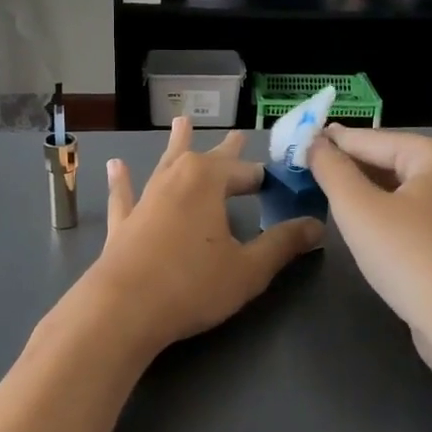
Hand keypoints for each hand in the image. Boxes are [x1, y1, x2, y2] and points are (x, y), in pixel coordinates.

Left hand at [75, 119, 323, 360]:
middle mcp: (175, 180)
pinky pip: (125, 195)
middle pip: (206, 158)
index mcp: (207, 181)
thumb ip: (282, 244)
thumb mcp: (248, 269)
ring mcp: (146, 199)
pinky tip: (116, 166)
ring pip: (165, 164)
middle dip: (225, 149)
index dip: (263, 179)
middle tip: (237, 133)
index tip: (279, 182)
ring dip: (176, 145)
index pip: (244, 173)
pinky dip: (122, 181)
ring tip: (181, 123)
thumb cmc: (192, 285)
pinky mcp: (123, 223)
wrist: (123, 308)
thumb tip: (316, 225)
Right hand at [308, 126, 431, 383]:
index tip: (293, 142)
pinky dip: (379, 213)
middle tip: (301, 168)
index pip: (370, 138)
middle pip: (386, 160)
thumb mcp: (359, 209)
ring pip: (395, 188)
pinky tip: (355, 222)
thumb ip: (332, 170)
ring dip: (360, 190)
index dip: (329, 141)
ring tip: (320, 191)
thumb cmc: (411, 258)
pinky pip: (405, 213)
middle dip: (345, 166)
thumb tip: (314, 142)